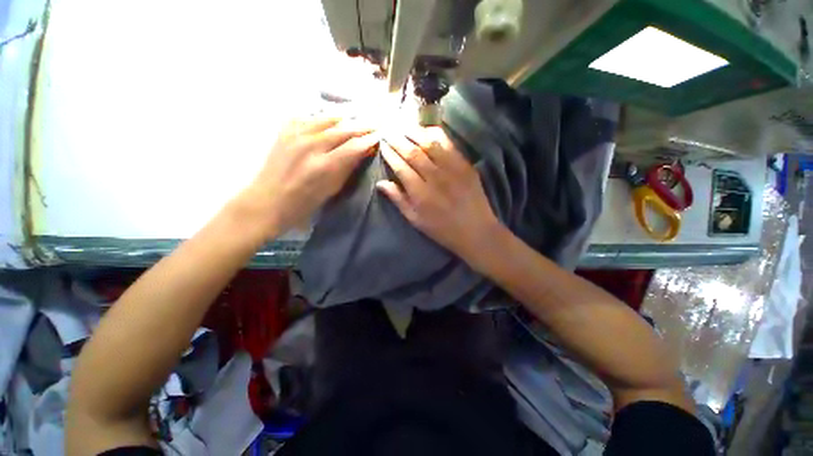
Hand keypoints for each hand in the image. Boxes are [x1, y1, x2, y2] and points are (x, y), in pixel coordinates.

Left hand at [238, 117, 378, 236]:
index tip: (380, 136)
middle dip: (362, 125)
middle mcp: (310, 145)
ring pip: (327, 118)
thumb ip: (348, 167)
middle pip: (343, 129)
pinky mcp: (285, 130)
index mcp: (324, 166)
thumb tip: (364, 150)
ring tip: (358, 116)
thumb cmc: (304, 203)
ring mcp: (295, 134)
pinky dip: (324, 116)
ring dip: (346, 117)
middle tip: (376, 123)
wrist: (268, 200)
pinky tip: (332, 118)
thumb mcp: (332, 189)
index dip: (369, 139)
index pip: (354, 146)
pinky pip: (309, 116)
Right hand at [377, 127, 500, 263]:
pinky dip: (436, 134)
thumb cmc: (442, 229)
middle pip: (412, 152)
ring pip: (429, 144)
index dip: (390, 154)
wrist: (476, 231)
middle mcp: (434, 178)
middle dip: (398, 139)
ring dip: (414, 133)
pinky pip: (449, 144)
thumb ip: (399, 200)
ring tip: (403, 126)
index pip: (401, 167)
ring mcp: (452, 169)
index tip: (382, 144)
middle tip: (388, 130)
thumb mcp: (416, 220)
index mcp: (420, 194)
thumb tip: (381, 183)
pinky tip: (426, 130)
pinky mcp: (465, 165)